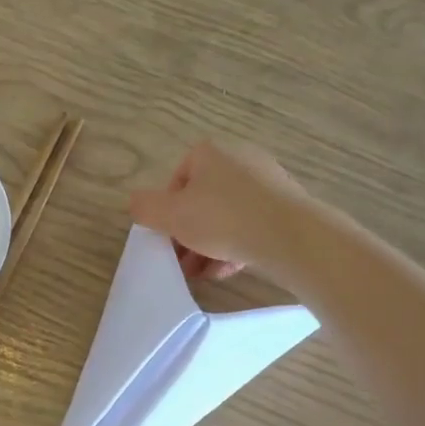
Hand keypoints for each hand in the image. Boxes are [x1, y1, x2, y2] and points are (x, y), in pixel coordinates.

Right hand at [128, 139, 314, 280]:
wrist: (288, 235)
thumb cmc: (221, 219)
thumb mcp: (170, 215)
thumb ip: (145, 207)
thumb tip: (136, 203)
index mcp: (209, 153)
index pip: (177, 181)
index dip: (168, 212)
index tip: (168, 238)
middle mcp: (239, 159)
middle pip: (202, 200)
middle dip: (189, 233)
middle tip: (183, 261)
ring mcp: (267, 181)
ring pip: (227, 216)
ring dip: (210, 245)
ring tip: (204, 272)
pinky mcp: (287, 205)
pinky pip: (252, 224)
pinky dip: (237, 245)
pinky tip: (229, 269)